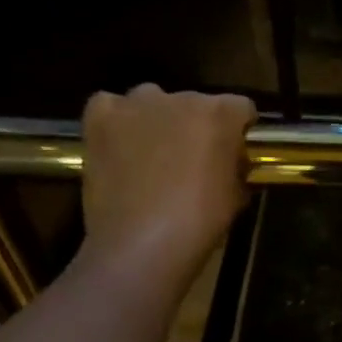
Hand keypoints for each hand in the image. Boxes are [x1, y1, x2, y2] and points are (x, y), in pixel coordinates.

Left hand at [79, 84, 256, 274]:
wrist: (142, 244)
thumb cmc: (200, 221)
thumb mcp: (237, 195)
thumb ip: (237, 166)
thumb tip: (231, 162)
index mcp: (220, 114)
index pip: (241, 107)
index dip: (239, 130)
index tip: (235, 152)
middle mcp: (179, 97)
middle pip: (195, 103)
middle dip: (197, 126)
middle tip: (194, 160)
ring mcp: (136, 104)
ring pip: (152, 101)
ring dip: (158, 120)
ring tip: (154, 154)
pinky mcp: (100, 117)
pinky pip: (112, 106)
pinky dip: (118, 121)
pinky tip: (121, 146)